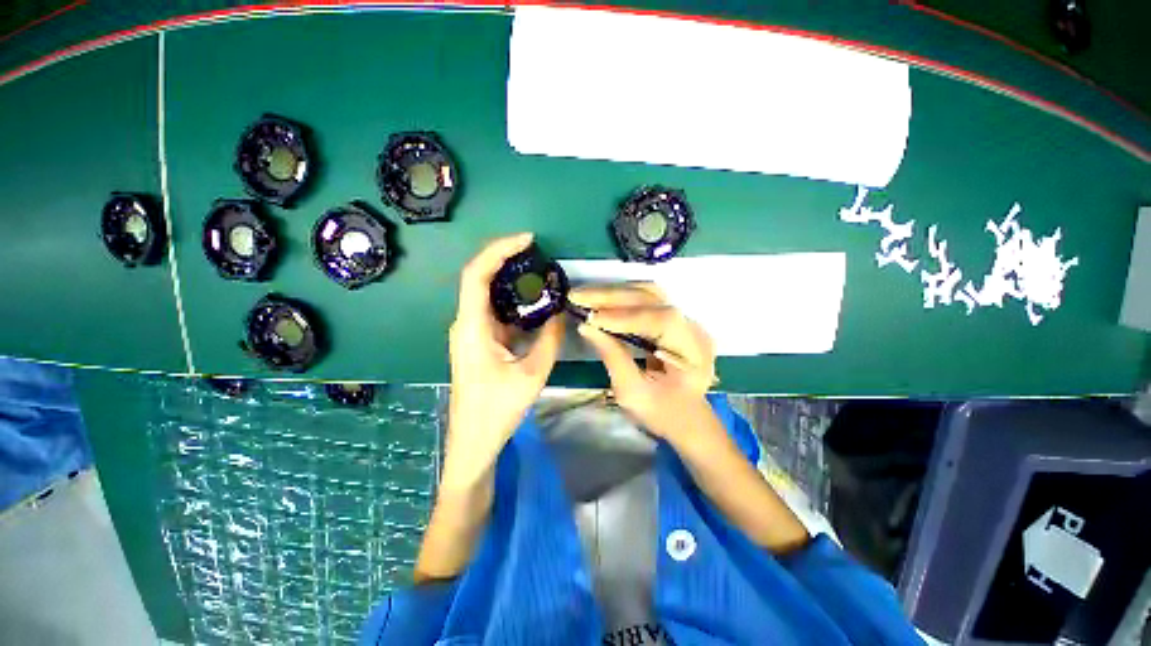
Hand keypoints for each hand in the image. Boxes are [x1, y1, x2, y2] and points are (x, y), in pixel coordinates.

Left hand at [443, 233, 564, 489]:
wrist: (474, 440)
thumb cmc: (498, 409)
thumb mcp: (532, 373)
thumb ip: (550, 338)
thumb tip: (561, 313)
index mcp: (472, 327)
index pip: (477, 274)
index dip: (499, 250)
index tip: (527, 240)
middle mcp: (466, 323)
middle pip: (480, 279)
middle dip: (507, 260)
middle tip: (538, 254)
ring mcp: (471, 333)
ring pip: (489, 296)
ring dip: (512, 282)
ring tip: (541, 275)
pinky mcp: (478, 342)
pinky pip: (496, 313)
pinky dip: (514, 303)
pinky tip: (535, 304)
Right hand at [570, 284, 716, 439]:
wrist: (686, 418)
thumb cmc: (662, 413)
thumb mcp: (633, 393)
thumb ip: (612, 357)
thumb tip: (586, 326)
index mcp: (693, 351)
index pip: (661, 320)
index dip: (624, 316)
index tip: (590, 318)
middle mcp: (693, 328)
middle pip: (652, 298)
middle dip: (611, 297)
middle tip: (577, 296)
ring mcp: (685, 320)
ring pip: (648, 293)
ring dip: (614, 293)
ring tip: (585, 297)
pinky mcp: (673, 319)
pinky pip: (645, 301)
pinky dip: (620, 300)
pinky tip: (599, 302)